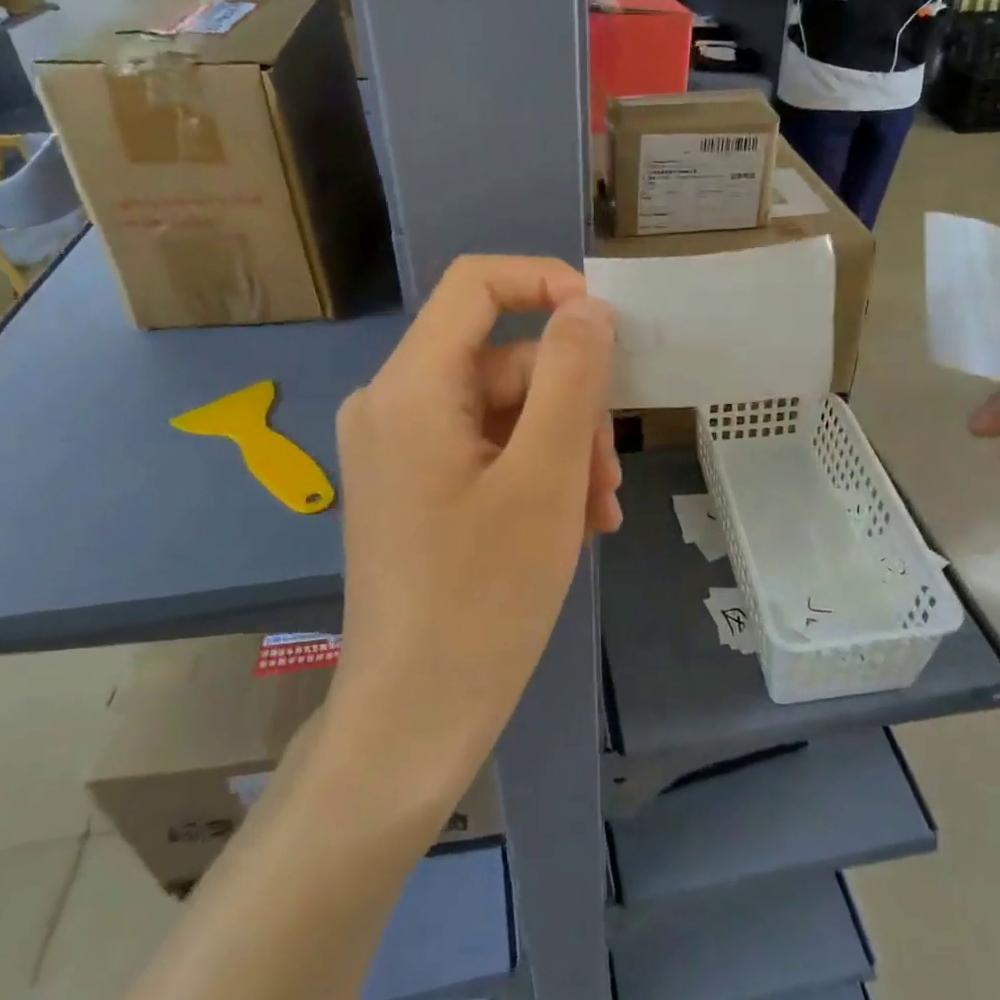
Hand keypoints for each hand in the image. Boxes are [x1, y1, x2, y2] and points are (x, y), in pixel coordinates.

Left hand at [327, 256, 618, 812]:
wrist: (414, 715)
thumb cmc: (484, 596)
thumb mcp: (547, 477)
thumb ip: (572, 377)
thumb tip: (586, 308)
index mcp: (410, 388)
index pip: (476, 284)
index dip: (547, 284)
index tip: (608, 329)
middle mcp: (391, 404)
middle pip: (502, 359)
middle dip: (569, 405)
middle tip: (607, 476)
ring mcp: (397, 449)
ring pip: (501, 410)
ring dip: (560, 449)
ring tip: (596, 512)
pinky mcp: (411, 486)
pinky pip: (483, 450)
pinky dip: (532, 473)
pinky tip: (570, 522)